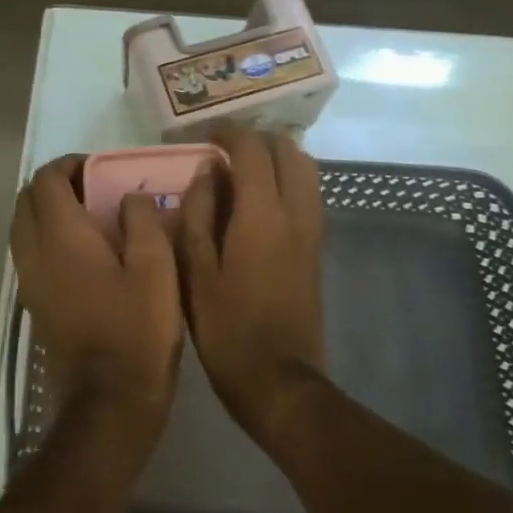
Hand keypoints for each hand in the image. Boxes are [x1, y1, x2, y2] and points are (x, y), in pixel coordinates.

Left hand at [11, 156, 184, 433]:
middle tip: (92, 188)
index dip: (69, 164)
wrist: (109, 399)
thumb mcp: (155, 267)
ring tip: (88, 218)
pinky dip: (45, 238)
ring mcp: (29, 281)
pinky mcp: (34, 304)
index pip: (46, 180)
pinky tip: (83, 253)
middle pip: (25, 200)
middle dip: (54, 184)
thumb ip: (141, 220)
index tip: (98, 168)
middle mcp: (34, 253)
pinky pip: (28, 253)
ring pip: (22, 227)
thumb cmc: (137, 329)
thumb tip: (129, 197)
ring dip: (46, 211)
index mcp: (61, 237)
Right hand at [180, 125, 326, 441]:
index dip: (228, 133)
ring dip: (276, 156)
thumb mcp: (196, 271)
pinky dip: (287, 178)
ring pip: (305, 168)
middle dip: (256, 139)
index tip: (203, 135)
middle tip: (222, 149)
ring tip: (241, 169)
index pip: (252, 149)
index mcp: (262, 214)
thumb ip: (198, 214)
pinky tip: (258, 199)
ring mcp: (312, 229)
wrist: (279, 379)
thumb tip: (206, 172)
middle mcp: (295, 212)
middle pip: (287, 150)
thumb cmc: (227, 328)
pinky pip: (308, 193)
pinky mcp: (316, 247)